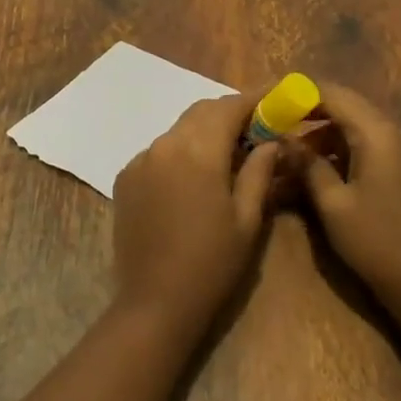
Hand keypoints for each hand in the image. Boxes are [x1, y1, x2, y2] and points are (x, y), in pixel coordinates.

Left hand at [111, 93, 281, 333]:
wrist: (155, 302)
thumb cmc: (212, 264)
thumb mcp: (247, 220)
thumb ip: (259, 171)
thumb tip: (271, 140)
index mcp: (198, 151)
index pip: (229, 107)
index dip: (254, 99)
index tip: (275, 98)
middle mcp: (164, 144)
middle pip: (201, 112)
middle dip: (229, 113)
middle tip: (256, 128)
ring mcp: (140, 159)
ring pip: (178, 129)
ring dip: (204, 132)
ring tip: (227, 153)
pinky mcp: (125, 177)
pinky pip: (159, 151)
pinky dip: (180, 151)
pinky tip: (193, 177)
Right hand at [293, 82, 400, 313]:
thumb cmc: (375, 241)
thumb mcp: (332, 203)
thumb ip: (307, 164)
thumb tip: (282, 137)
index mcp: (376, 134)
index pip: (333, 94)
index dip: (299, 93)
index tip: (270, 101)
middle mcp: (391, 133)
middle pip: (344, 105)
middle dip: (307, 111)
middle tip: (274, 123)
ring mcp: (399, 151)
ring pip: (353, 125)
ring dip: (320, 133)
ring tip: (288, 151)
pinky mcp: (400, 169)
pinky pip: (364, 145)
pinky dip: (337, 149)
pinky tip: (314, 168)